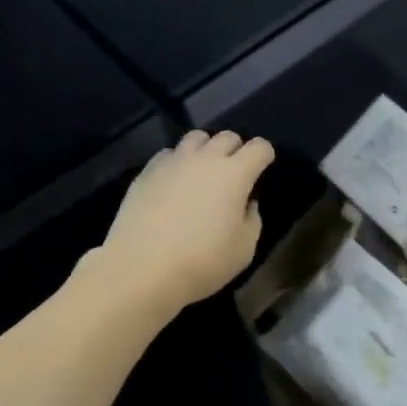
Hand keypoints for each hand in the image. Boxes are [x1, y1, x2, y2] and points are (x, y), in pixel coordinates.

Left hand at [90, 130, 274, 313]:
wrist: (141, 269)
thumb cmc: (202, 262)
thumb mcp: (244, 249)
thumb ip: (251, 219)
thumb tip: (246, 203)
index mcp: (234, 174)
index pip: (259, 147)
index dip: (264, 155)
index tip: (263, 168)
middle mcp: (204, 159)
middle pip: (227, 136)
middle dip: (236, 149)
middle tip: (234, 172)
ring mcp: (173, 162)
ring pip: (195, 138)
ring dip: (205, 149)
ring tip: (202, 171)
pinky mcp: (147, 172)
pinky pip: (168, 154)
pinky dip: (177, 162)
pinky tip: (173, 183)